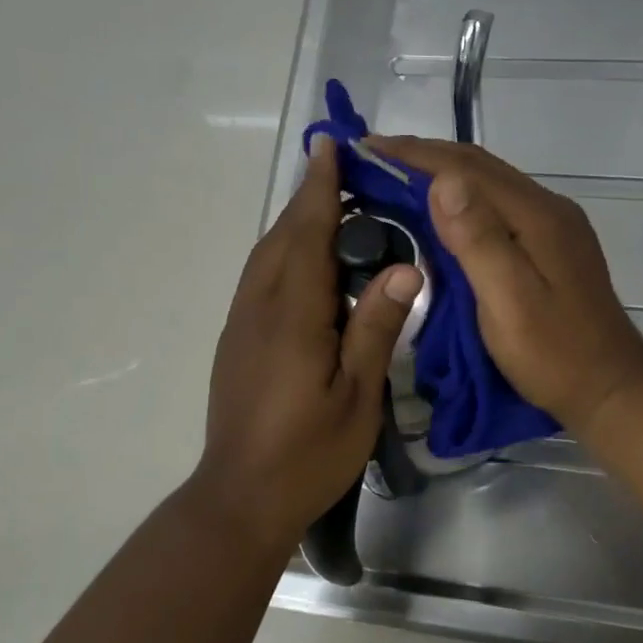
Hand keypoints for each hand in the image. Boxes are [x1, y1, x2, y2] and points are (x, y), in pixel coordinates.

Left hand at [191, 135, 422, 551]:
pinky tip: (307, 268)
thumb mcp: (358, 396)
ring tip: (330, 211)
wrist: (242, 497)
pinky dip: (283, 256)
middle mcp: (257, 308)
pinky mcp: (234, 343)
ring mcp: (240, 325)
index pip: (307, 234)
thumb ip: (376, 327)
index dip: (320, 189)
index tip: (331, 146)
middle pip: (281, 238)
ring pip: (265, 258)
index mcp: (292, 315)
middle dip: (308, 200)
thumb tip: (408, 267)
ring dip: (294, 226)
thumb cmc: (308, 453)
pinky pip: (259, 281)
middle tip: (344, 173)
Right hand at [369, 136, 642, 436]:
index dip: (414, 154)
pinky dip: (461, 198)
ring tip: (395, 177)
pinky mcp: (550, 245)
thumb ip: (478, 241)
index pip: (466, 168)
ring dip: (441, 173)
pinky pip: (497, 204)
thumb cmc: (555, 355)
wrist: (610, 388)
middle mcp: (547, 208)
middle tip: (371, 159)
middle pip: (479, 166)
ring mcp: (552, 226)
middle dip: (423, 156)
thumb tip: (443, 182)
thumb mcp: (510, 303)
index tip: (365, 148)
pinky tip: (440, 211)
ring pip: (489, 183)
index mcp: (536, 216)